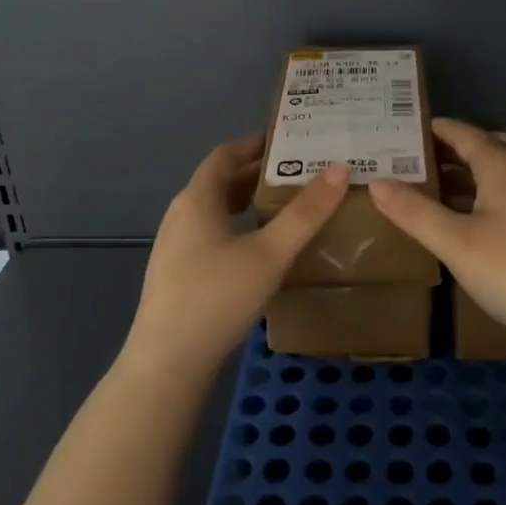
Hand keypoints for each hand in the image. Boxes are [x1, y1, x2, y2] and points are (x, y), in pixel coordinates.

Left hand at [127, 134, 349, 376]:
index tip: (291, 140)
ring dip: (249, 201)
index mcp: (198, 199)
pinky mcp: (178, 273)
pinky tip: (262, 248)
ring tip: (288, 205)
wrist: (167, 364)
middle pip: (221, 180)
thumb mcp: (269, 253)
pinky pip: (212, 233)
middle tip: (302, 171)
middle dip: (259, 173)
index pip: (226, 154)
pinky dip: (239, 226)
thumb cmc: (217, 298)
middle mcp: (182, 214)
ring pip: (217, 210)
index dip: (256, 143)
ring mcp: (176, 245)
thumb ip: (305, 213)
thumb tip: (339, 168)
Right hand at [371, 118, 505, 350]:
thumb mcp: (456, 243)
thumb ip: (414, 212)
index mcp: (502, 166)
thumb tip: (376, 182)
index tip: (404, 129)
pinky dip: (485, 198)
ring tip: (432, 190)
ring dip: (466, 179)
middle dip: (446, 155)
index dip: (434, 129)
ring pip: (499, 177)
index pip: (463, 133)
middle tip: (408, 162)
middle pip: (482, 152)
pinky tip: (473, 222)